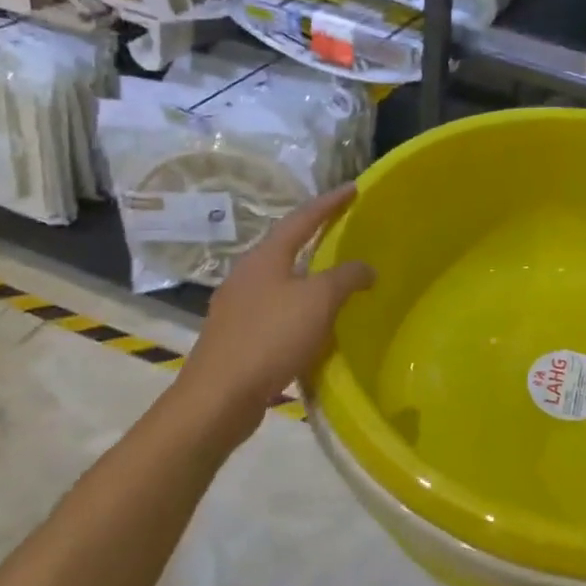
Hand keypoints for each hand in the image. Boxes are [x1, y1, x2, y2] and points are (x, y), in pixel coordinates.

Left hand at [169, 184, 374, 448]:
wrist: (219, 397)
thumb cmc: (270, 338)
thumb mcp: (318, 301)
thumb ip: (346, 277)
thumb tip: (366, 268)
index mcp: (265, 258)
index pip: (302, 219)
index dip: (329, 203)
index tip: (353, 188)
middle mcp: (247, 275)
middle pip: (286, 246)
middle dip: (315, 236)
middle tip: (344, 229)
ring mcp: (238, 307)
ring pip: (281, 280)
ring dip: (308, 275)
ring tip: (335, 277)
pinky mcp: (237, 336)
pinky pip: (276, 309)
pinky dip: (300, 307)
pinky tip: (314, 323)